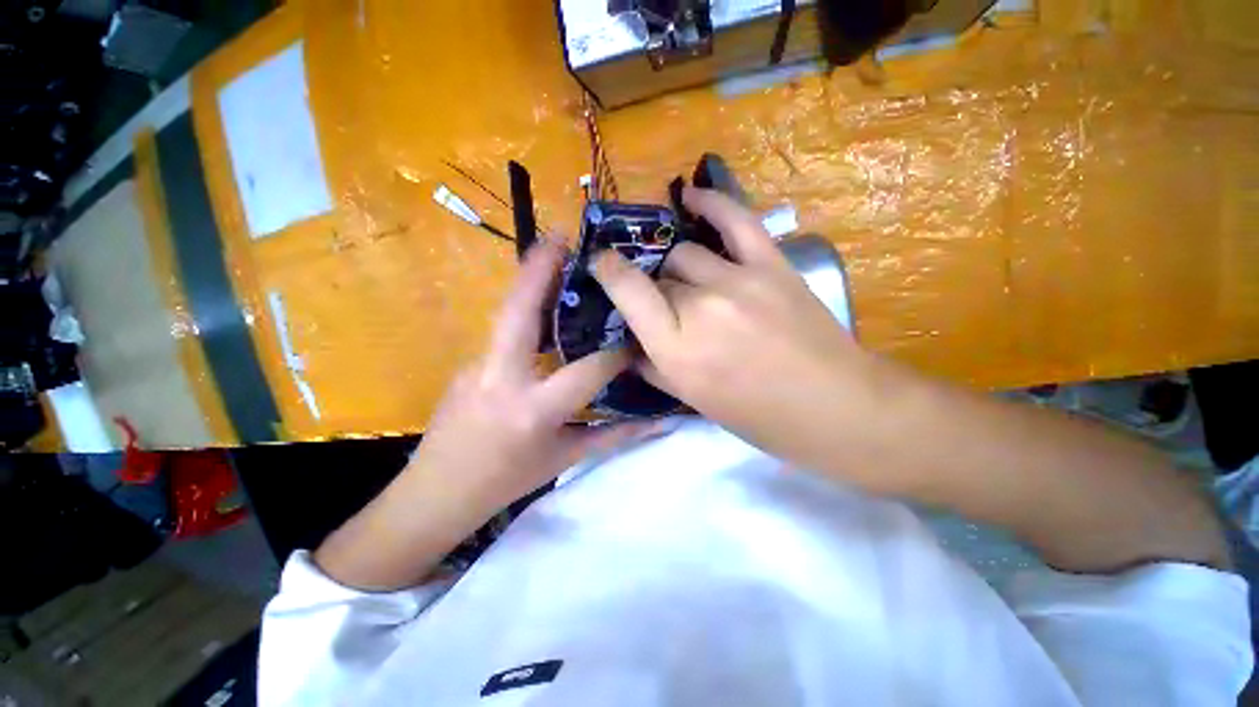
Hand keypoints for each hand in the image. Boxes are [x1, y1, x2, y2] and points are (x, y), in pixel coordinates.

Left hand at [315, 241, 659, 589]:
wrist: (435, 494)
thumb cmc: (506, 480)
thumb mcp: (565, 459)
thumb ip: (614, 436)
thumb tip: (658, 424)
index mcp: (532, 409)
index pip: (587, 369)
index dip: (616, 354)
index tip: (636, 335)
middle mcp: (501, 378)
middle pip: (519, 313)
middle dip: (539, 271)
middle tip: (561, 238)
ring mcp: (476, 366)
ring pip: (506, 314)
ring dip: (529, 282)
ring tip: (554, 256)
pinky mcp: (469, 363)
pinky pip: (503, 332)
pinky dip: (524, 312)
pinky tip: (543, 307)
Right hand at [592, 187, 869, 470]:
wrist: (833, 405)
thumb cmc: (756, 415)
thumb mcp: (691, 400)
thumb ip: (651, 366)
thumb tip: (629, 341)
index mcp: (677, 347)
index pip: (627, 289)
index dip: (608, 270)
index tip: (600, 265)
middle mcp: (701, 306)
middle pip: (660, 275)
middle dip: (656, 291)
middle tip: (669, 310)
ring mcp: (738, 279)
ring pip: (686, 252)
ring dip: (679, 268)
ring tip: (688, 282)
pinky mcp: (771, 264)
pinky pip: (735, 219)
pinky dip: (711, 202)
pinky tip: (692, 196)